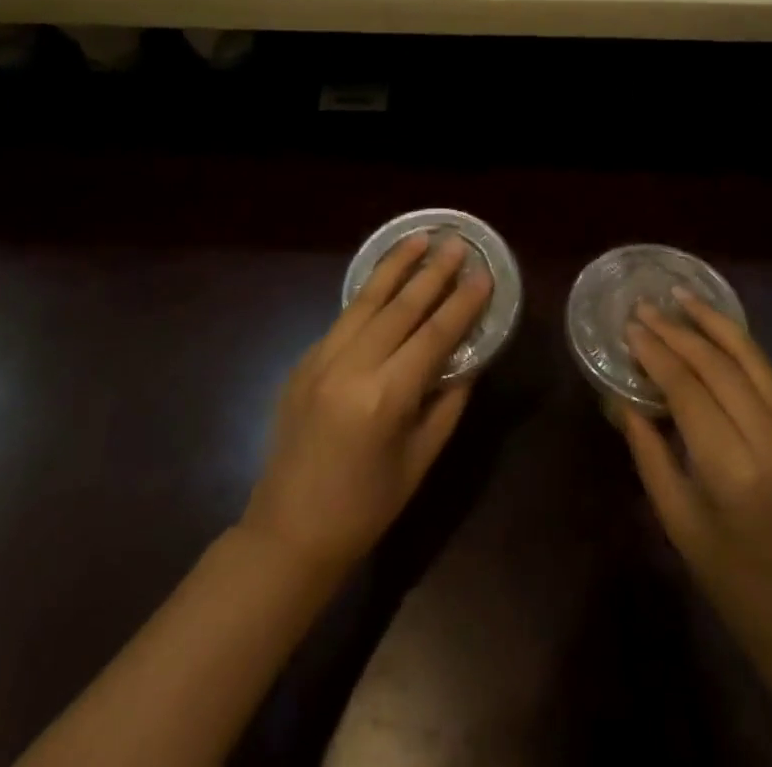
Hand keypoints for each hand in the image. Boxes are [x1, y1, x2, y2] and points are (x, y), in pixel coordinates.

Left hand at [241, 234, 490, 578]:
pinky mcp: (304, 361)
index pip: (433, 336)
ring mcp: (320, 360)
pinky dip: (368, 294)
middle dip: (431, 271)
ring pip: (365, 301)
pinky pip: (343, 319)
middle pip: (399, 307)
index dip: (461, 304)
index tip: (483, 274)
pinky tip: (385, 279)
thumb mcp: (419, 461)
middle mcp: (350, 368)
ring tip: (419, 238)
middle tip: (455, 243)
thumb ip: (447, 403)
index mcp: (384, 398)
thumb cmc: (365, 508)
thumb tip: (467, 359)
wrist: (288, 533)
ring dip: (395, 267)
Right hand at [617, 290, 771, 674]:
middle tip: (644, 308)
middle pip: (719, 367)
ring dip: (714, 323)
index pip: (689, 391)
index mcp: (734, 470)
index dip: (656, 354)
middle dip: (678, 332)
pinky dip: (740, 344)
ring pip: (752, 359)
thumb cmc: (729, 577)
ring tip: (682, 295)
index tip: (629, 328)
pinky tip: (716, 328)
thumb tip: (621, 398)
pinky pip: (769, 374)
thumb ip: (647, 451)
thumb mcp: (676, 519)